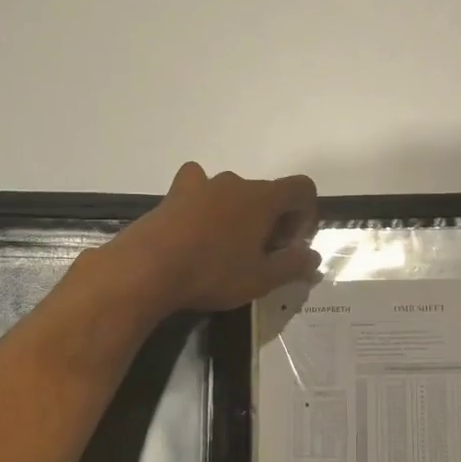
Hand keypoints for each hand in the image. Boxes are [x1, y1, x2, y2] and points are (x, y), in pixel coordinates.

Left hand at [107, 162, 320, 314]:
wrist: (147, 269)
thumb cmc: (213, 273)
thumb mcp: (262, 279)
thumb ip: (293, 265)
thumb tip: (313, 256)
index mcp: (263, 198)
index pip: (301, 188)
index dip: (306, 215)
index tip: (292, 245)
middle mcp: (235, 183)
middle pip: (268, 194)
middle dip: (273, 221)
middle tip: (262, 256)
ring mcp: (202, 185)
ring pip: (234, 193)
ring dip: (241, 214)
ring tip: (228, 248)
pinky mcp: (174, 194)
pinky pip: (198, 188)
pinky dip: (205, 202)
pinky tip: (197, 226)